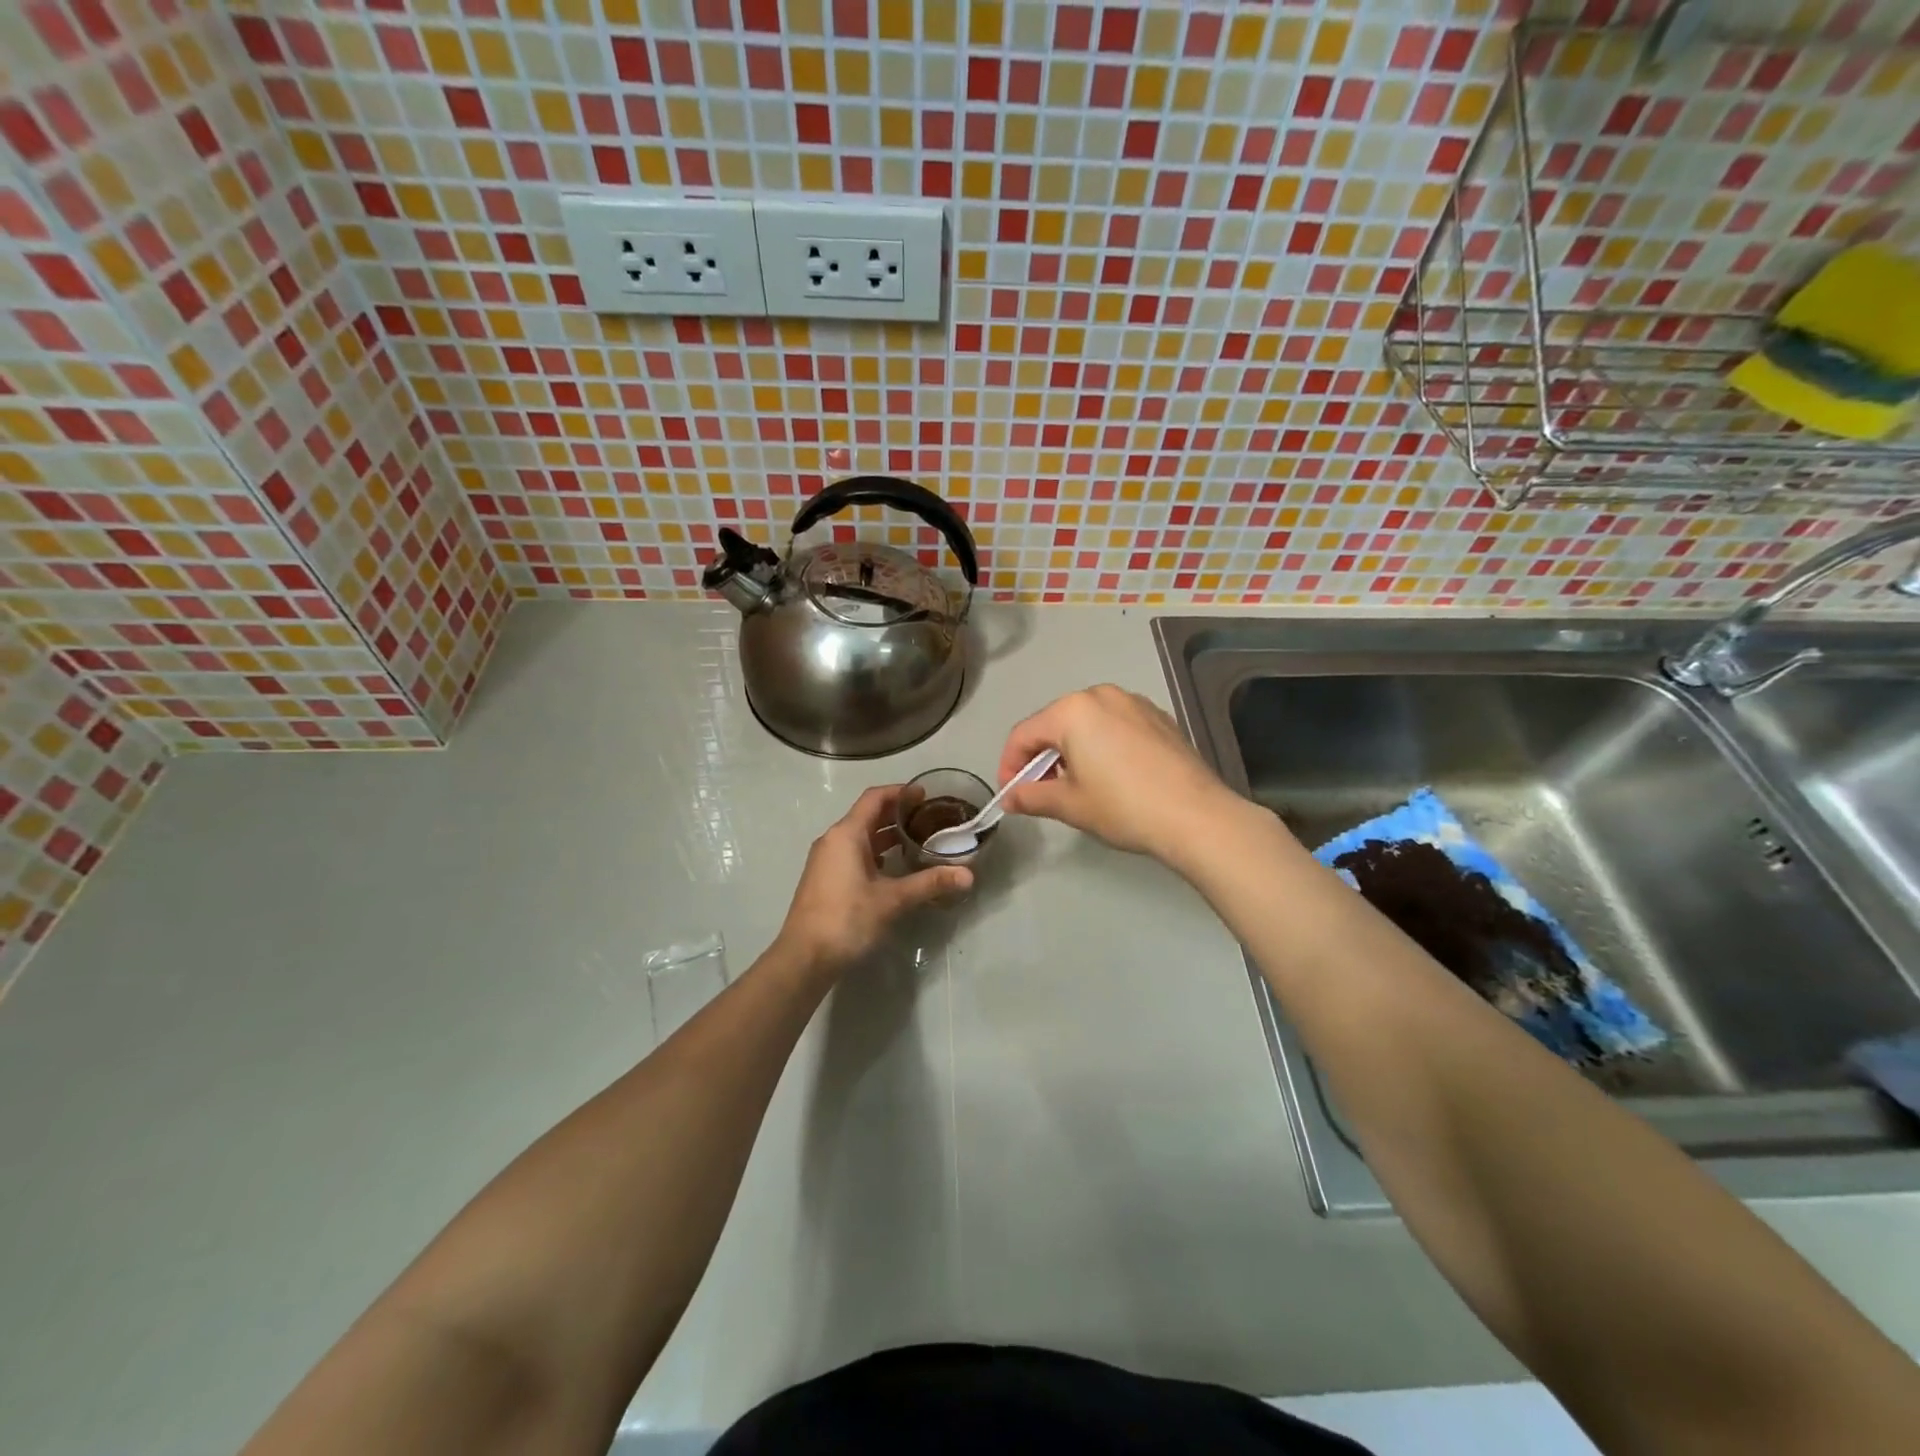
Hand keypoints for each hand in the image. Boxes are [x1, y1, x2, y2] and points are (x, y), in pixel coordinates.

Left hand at [775, 785, 972, 974]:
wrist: (804, 958)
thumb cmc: (846, 919)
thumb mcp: (892, 900)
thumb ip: (929, 883)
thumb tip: (968, 875)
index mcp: (846, 834)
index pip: (875, 798)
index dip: (900, 792)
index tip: (926, 795)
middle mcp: (833, 840)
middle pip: (868, 815)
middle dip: (897, 814)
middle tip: (929, 818)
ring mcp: (827, 860)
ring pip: (861, 836)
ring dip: (887, 835)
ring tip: (918, 840)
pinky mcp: (826, 879)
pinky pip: (854, 854)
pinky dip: (876, 853)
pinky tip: (895, 867)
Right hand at [997, 685, 1247, 863]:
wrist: (1196, 816)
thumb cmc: (1123, 807)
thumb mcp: (1070, 805)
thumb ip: (1032, 796)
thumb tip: (1009, 798)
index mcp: (1072, 710)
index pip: (1024, 734)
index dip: (1010, 765)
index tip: (1011, 795)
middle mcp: (1101, 695)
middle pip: (1055, 724)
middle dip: (1042, 757)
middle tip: (1042, 792)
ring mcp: (1134, 702)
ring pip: (1087, 723)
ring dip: (1072, 751)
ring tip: (1078, 786)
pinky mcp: (1159, 717)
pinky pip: (1116, 726)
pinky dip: (1102, 746)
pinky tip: (1112, 777)